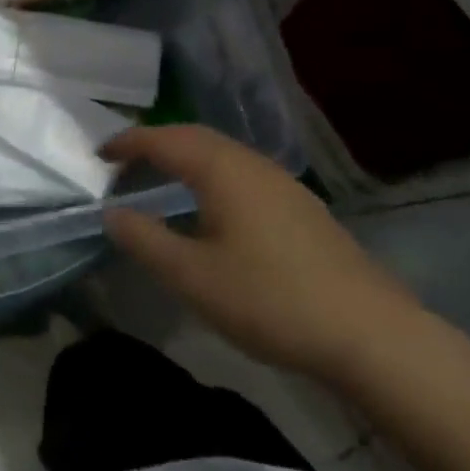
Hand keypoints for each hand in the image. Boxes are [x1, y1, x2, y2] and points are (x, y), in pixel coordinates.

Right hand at [101, 125, 423, 380]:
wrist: (371, 333)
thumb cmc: (270, 300)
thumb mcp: (193, 277)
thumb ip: (145, 241)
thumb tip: (111, 213)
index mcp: (222, 170)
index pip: (163, 140)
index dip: (128, 143)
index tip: (99, 155)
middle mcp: (252, 164)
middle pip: (194, 137)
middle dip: (155, 144)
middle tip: (124, 165)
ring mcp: (282, 183)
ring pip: (221, 154)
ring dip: (184, 158)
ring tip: (159, 181)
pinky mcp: (300, 207)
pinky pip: (241, 172)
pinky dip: (210, 175)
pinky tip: (210, 208)